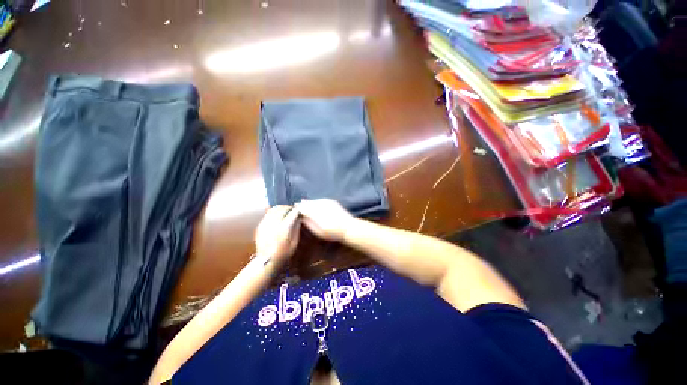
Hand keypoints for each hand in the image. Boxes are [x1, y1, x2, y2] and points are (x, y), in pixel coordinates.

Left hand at [254, 205, 300, 263]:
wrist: (266, 261)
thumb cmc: (283, 253)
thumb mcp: (294, 243)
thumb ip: (296, 228)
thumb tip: (298, 218)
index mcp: (283, 228)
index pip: (291, 213)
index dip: (296, 210)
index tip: (299, 211)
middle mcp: (274, 224)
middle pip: (282, 209)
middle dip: (289, 207)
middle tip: (293, 209)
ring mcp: (265, 224)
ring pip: (274, 209)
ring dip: (281, 208)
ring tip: (285, 210)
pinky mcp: (260, 225)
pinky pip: (268, 214)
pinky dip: (274, 211)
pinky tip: (277, 215)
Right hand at [295, 199, 353, 241]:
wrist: (348, 228)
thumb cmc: (332, 232)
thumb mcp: (317, 230)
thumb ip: (308, 222)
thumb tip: (301, 216)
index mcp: (315, 212)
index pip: (303, 207)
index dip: (298, 208)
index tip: (294, 209)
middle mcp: (320, 204)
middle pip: (308, 202)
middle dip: (303, 204)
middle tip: (298, 206)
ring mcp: (327, 201)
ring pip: (314, 200)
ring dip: (309, 202)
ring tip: (305, 205)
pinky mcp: (332, 201)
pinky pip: (321, 200)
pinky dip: (316, 202)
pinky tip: (315, 205)